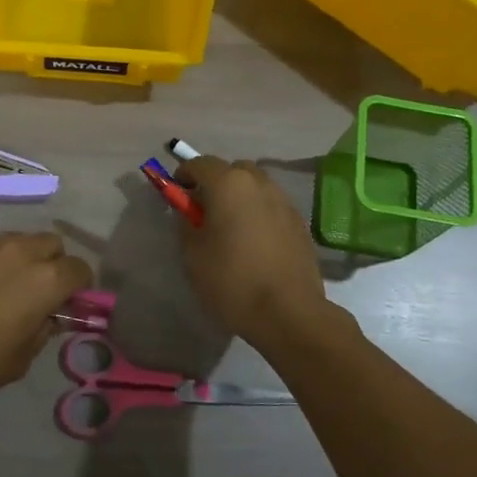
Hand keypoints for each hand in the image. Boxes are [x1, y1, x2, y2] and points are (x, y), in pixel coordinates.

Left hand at [0, 233, 91, 414]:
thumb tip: (49, 317)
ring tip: (8, 285)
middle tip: (41, 291)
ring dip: (24, 258)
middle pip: (53, 244)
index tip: (69, 303)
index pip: (81, 270)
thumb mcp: (22, 358)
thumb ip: (43, 330)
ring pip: (21, 240)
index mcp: (47, 279)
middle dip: (54, 263)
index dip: (80, 287)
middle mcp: (23, 251)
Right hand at [177, 157, 332, 350]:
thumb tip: (190, 210)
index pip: (199, 163)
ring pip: (255, 187)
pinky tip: (254, 242)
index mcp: (229, 184)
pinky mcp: (300, 222)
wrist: (289, 313)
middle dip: (215, 183)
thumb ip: (187, 223)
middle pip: (232, 170)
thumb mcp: (193, 254)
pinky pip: (272, 206)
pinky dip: (258, 213)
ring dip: (239, 197)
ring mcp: (284, 201)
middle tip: (204, 211)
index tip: (177, 194)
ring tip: (230, 227)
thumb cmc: (232, 281)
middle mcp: (259, 183)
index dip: (184, 175)